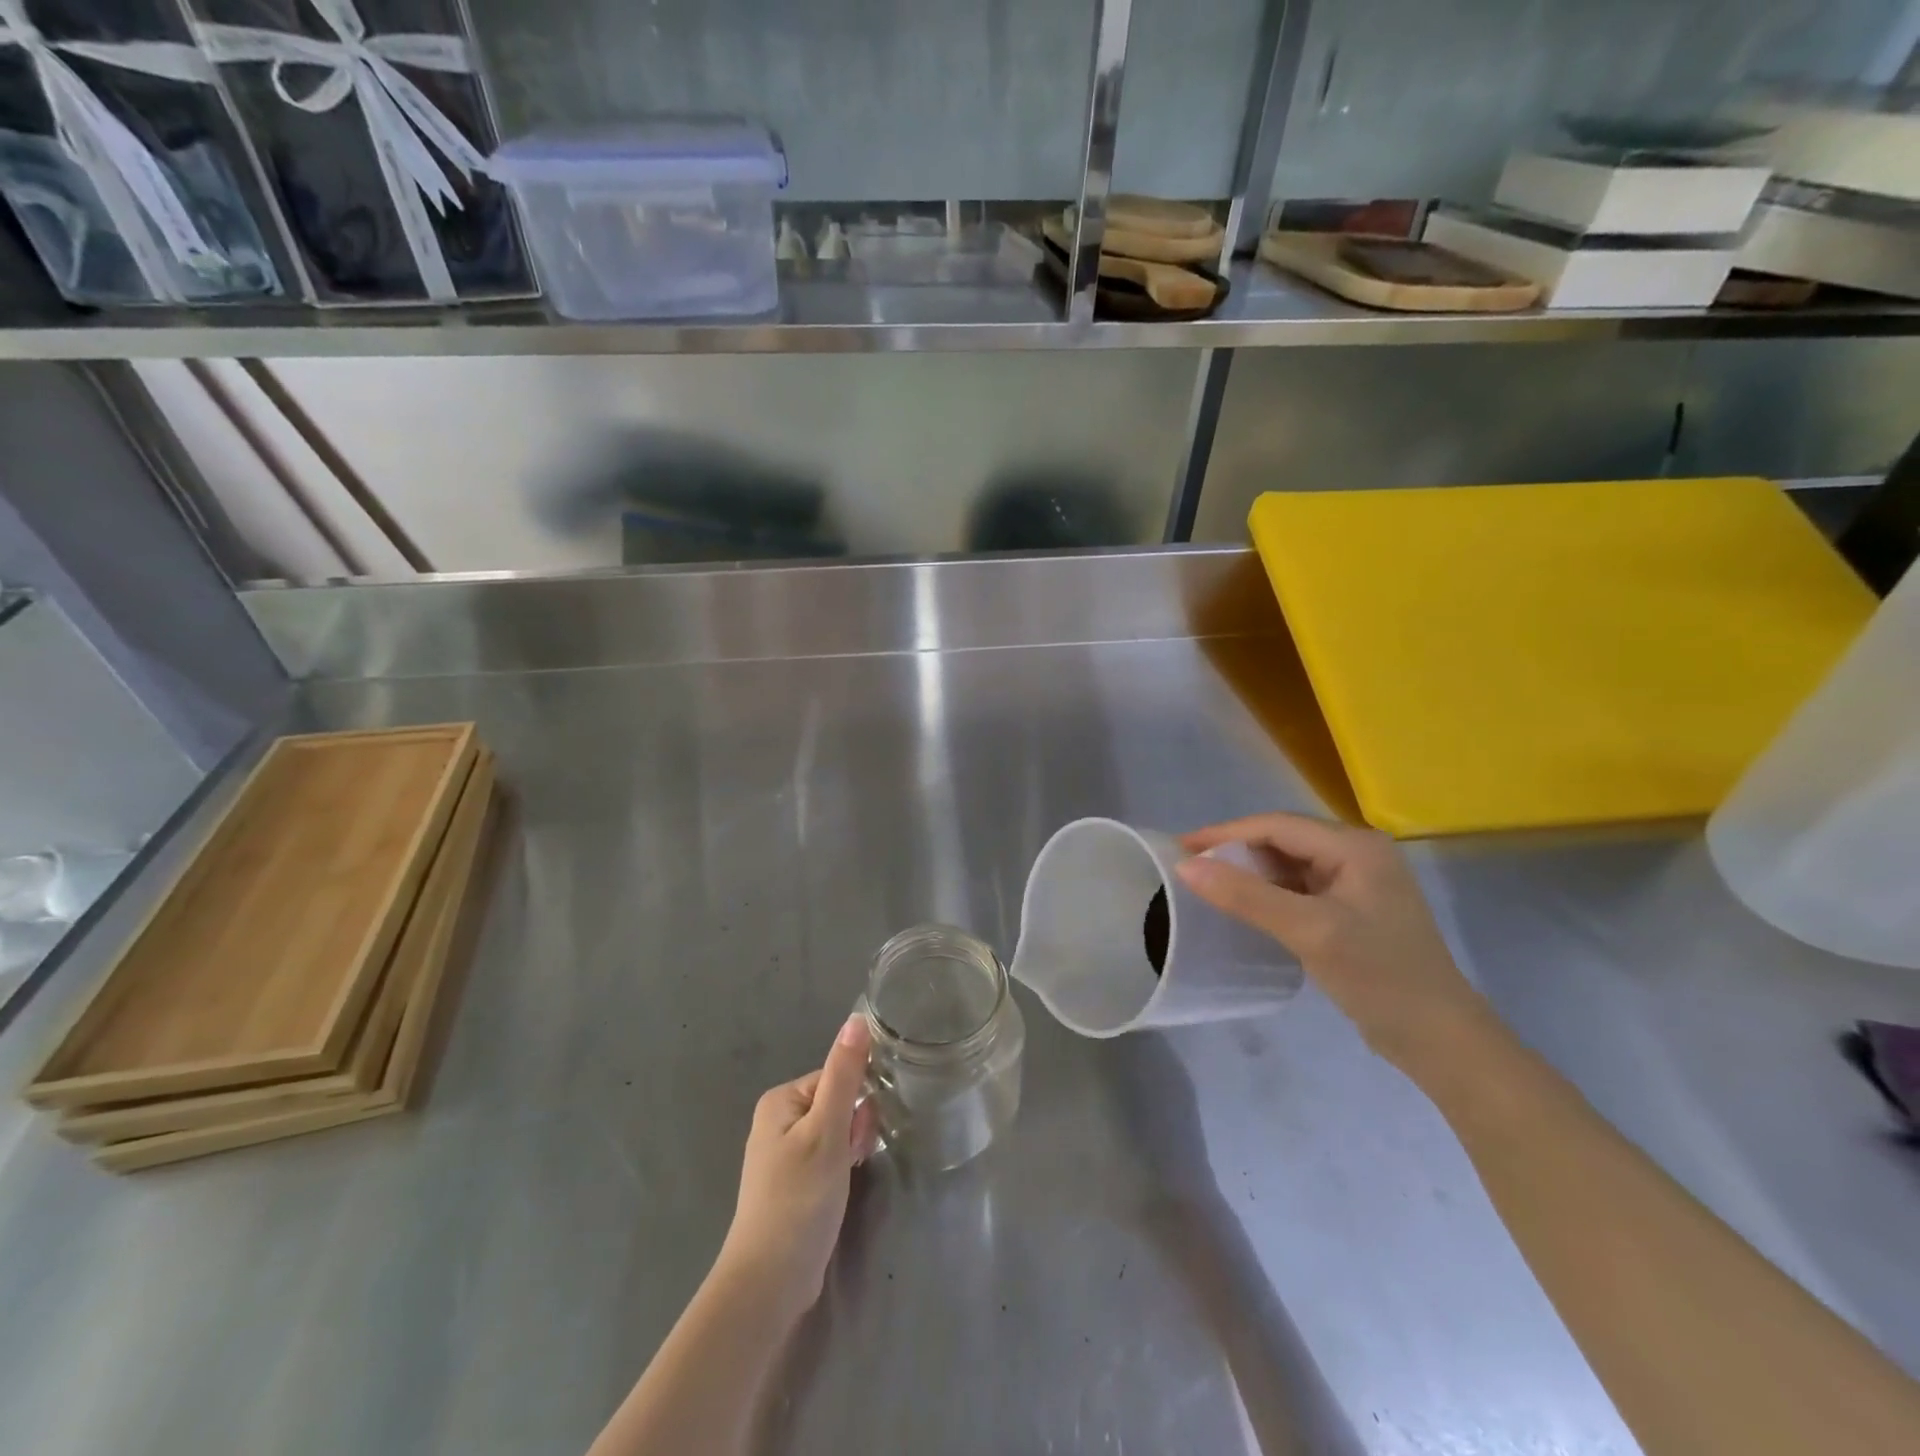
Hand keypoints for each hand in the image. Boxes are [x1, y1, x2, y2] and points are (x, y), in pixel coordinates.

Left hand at [716, 1016, 880, 1324]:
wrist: (769, 1282)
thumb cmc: (799, 1199)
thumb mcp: (828, 1130)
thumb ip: (845, 1074)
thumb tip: (858, 1018)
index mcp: (781, 1100)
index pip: (836, 1078)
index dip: (857, 1103)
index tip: (859, 1134)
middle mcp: (778, 1120)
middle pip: (837, 1103)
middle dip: (854, 1128)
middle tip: (852, 1160)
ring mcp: (783, 1154)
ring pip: (836, 1132)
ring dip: (851, 1150)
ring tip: (847, 1178)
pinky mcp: (793, 1183)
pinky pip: (828, 1157)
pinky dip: (841, 1168)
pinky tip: (841, 1189)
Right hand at [1176, 813, 1491, 1073]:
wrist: (1441, 1040)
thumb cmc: (1380, 977)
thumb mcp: (1309, 931)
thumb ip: (1246, 895)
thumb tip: (1185, 866)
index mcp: (1354, 846)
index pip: (1276, 825)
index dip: (1225, 834)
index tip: (1180, 847)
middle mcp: (1358, 853)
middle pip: (1282, 840)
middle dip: (1235, 851)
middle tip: (1190, 867)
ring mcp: (1358, 882)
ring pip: (1289, 865)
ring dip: (1250, 873)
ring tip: (1208, 885)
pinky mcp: (1353, 910)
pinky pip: (1299, 889)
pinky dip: (1269, 893)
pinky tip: (1246, 907)